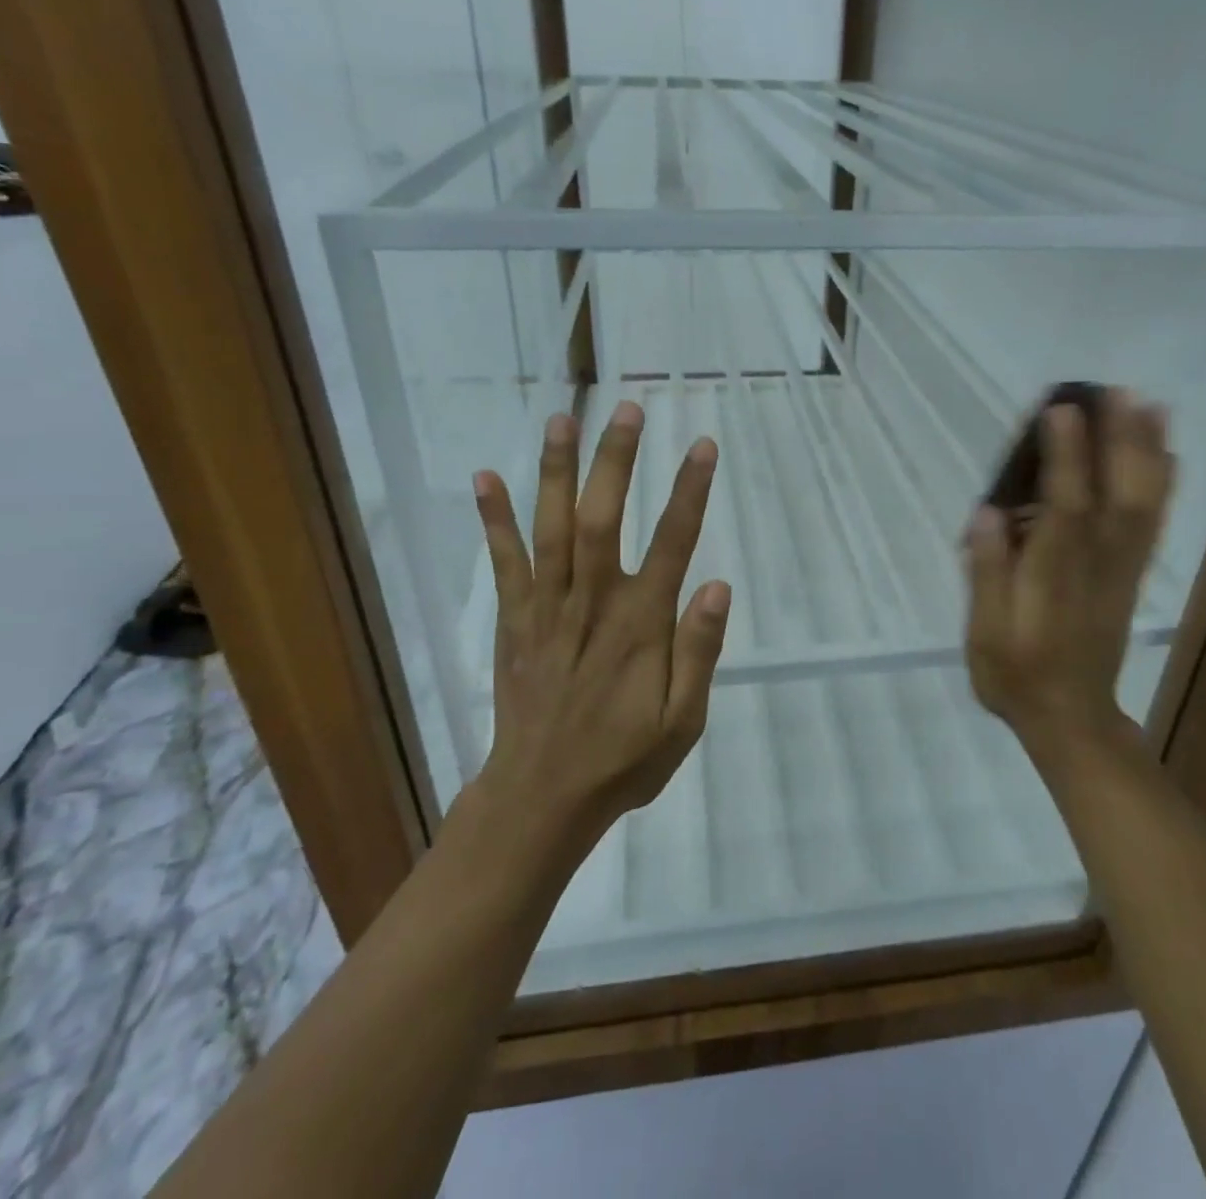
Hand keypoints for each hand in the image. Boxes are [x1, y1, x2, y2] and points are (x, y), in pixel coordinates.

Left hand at [467, 401, 729, 845]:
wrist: (541, 797)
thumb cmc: (622, 759)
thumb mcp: (682, 721)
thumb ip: (699, 652)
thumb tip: (718, 586)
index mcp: (639, 626)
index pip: (671, 545)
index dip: (689, 493)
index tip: (702, 446)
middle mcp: (591, 604)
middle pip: (601, 519)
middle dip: (615, 461)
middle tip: (628, 408)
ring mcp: (546, 608)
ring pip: (550, 529)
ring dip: (556, 471)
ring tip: (564, 417)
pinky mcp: (515, 620)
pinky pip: (504, 563)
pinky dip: (495, 519)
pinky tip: (487, 477)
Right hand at [964, 388, 1173, 767]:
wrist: (1070, 718)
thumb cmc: (1016, 675)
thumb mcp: (985, 634)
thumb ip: (988, 574)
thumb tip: (986, 515)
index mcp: (1053, 574)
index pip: (1063, 504)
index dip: (1065, 456)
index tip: (1061, 409)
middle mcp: (1095, 563)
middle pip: (1114, 492)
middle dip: (1117, 439)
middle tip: (1116, 390)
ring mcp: (1120, 568)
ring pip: (1141, 503)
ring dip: (1147, 452)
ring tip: (1150, 405)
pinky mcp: (1130, 576)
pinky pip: (1152, 524)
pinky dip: (1162, 485)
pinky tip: (1166, 456)